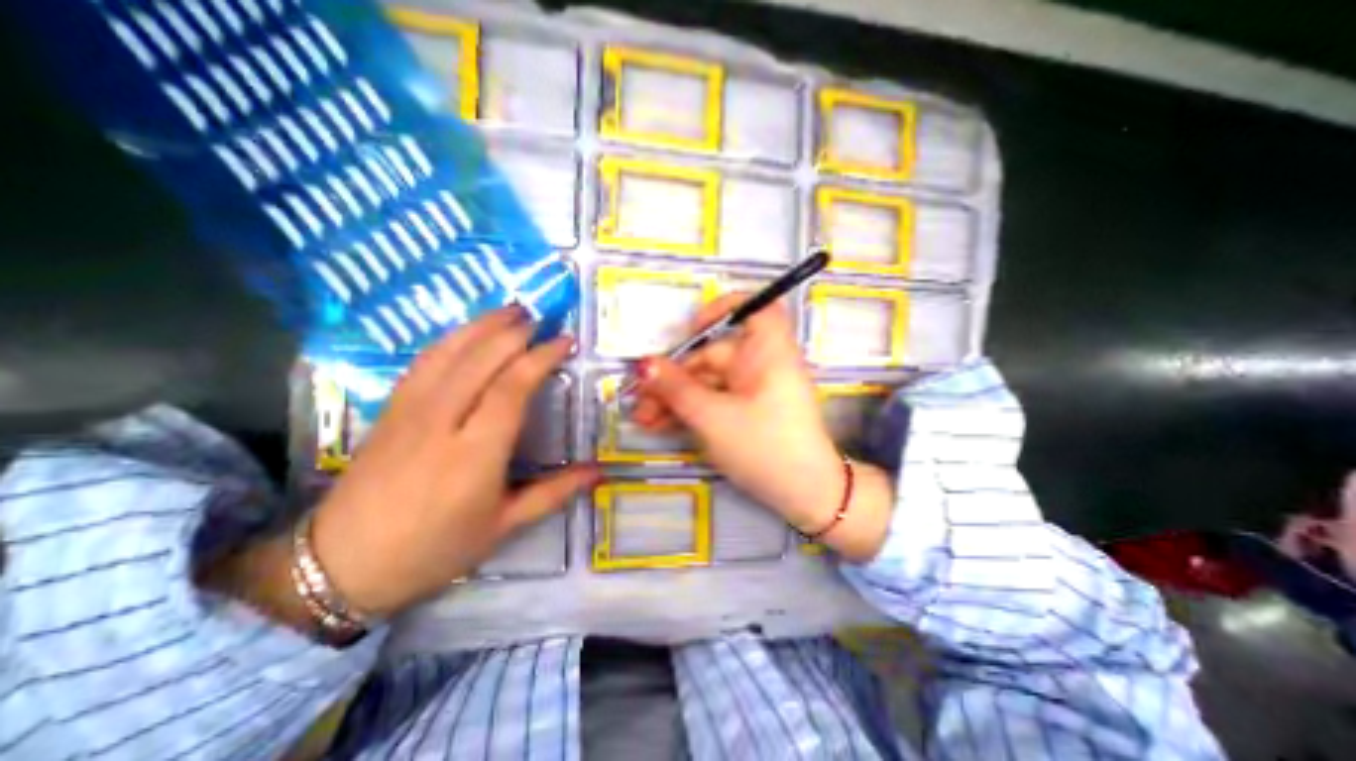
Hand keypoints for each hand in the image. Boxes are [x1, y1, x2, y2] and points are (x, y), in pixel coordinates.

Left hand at [308, 306, 597, 614]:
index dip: (541, 357)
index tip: (565, 342)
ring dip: (483, 325)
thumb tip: (598, 472)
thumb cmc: (434, 548)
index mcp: (476, 453)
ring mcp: (410, 410)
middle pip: (481, 359)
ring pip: (449, 351)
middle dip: (515, 332)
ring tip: (510, 310)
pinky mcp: (390, 409)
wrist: (341, 565)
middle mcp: (442, 421)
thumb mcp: (503, 527)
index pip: (513, 386)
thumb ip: (554, 493)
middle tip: (543, 319)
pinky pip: (424, 361)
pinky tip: (467, 332)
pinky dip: (451, 339)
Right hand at [631, 291, 896, 558]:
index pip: (754, 308)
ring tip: (643, 420)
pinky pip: (713, 400)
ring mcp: (752, 389)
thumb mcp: (713, 417)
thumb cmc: (764, 447)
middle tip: (641, 402)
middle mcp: (760, 363)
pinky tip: (660, 424)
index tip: (689, 331)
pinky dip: (689, 410)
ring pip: (707, 382)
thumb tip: (642, 364)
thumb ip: (676, 388)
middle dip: (673, 377)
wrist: (805, 496)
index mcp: (766, 352)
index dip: (721, 310)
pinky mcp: (746, 410)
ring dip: (675, 397)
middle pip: (711, 355)